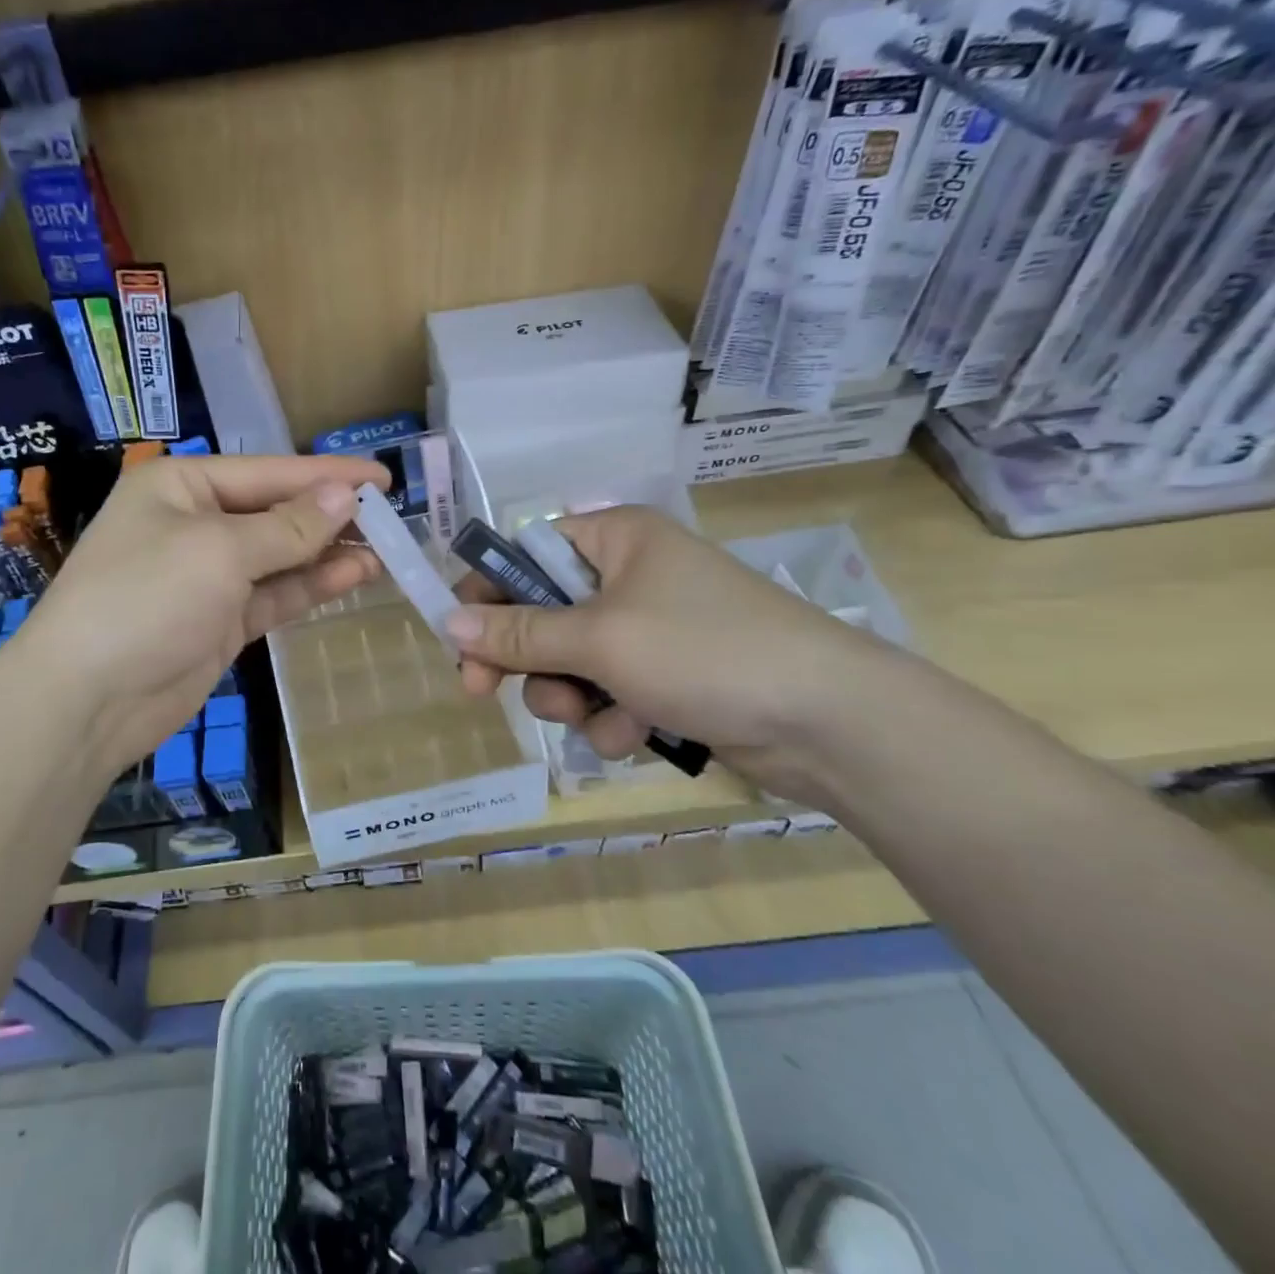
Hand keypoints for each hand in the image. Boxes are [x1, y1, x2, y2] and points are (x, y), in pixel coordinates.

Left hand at [11, 453, 388, 782]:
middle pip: (276, 512)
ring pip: (280, 556)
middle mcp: (194, 523)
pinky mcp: (220, 620)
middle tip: (392, 519)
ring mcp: (208, 576)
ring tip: (385, 550)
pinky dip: (311, 585)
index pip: (268, 471)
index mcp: (182, 487)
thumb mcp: (220, 551)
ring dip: (328, 553)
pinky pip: (274, 594)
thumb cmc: (147, 598)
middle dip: (330, 516)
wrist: (87, 699)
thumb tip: (345, 496)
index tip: (383, 477)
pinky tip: (354, 576)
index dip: (327, 474)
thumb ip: (289, 526)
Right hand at [446, 507, 891, 797]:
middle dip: (526, 659)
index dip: (488, 593)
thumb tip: (448, 623)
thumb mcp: (599, 639)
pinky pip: (609, 693)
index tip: (458, 639)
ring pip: (571, 662)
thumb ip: (519, 634)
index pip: (526, 552)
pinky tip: (636, 734)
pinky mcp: (668, 677)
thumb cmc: (703, 651)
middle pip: (542, 613)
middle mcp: (628, 576)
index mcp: (614, 539)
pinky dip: (612, 718)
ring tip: (595, 716)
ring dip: (570, 697)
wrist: (827, 722)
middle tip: (485, 692)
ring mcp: (650, 629)